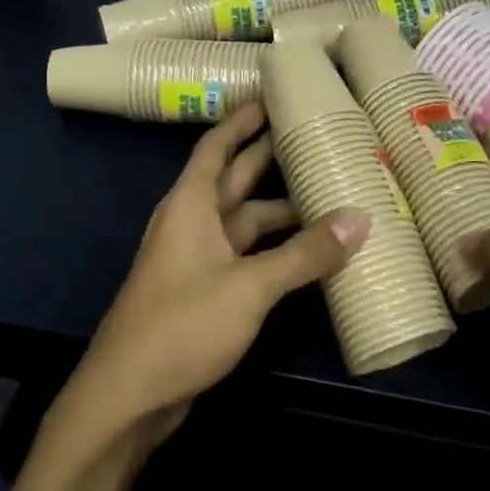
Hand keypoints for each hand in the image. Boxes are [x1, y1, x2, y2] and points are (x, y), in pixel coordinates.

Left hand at [62, 102, 369, 452]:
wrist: (129, 396)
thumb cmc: (181, 325)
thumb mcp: (249, 286)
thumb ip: (305, 255)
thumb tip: (360, 219)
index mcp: (191, 204)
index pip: (217, 145)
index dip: (242, 118)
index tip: (272, 94)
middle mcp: (193, 222)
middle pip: (236, 178)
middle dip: (270, 156)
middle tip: (315, 135)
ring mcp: (199, 258)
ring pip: (246, 221)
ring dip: (281, 210)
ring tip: (329, 194)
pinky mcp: (207, 291)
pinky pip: (248, 255)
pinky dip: (276, 249)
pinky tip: (310, 252)